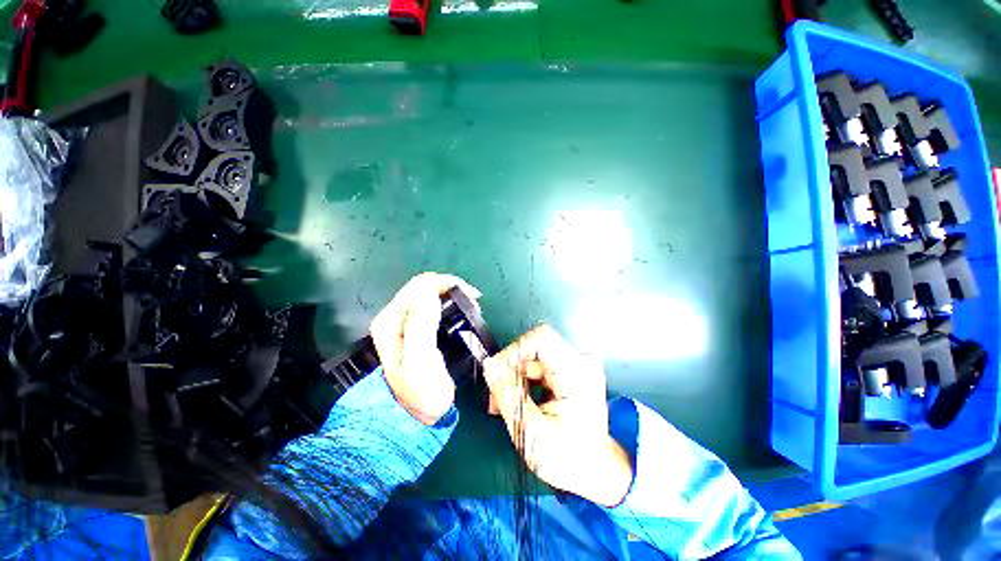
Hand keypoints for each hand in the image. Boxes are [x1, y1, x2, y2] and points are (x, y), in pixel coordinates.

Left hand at [370, 272, 481, 425]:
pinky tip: (460, 311)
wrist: (414, 416)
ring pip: (429, 293)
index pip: (420, 285)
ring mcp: (402, 321)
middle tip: (475, 303)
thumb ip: (421, 324)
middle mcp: (393, 316)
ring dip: (451, 294)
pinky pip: (432, 304)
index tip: (472, 298)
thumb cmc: (421, 392)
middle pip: (424, 286)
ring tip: (471, 307)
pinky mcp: (413, 328)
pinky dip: (449, 302)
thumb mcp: (420, 361)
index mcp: (391, 320)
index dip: (448, 284)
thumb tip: (430, 291)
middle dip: (451, 287)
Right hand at [483, 325, 632, 506]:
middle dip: (511, 369)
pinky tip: (522, 401)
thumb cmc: (568, 458)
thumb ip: (508, 395)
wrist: (596, 471)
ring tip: (507, 404)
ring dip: (516, 377)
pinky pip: (540, 365)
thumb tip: (489, 365)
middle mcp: (580, 361)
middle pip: (535, 348)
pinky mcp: (571, 371)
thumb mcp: (531, 432)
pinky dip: (526, 380)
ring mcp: (577, 365)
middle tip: (498, 399)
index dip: (514, 350)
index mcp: (576, 373)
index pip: (541, 338)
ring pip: (534, 357)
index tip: (499, 374)